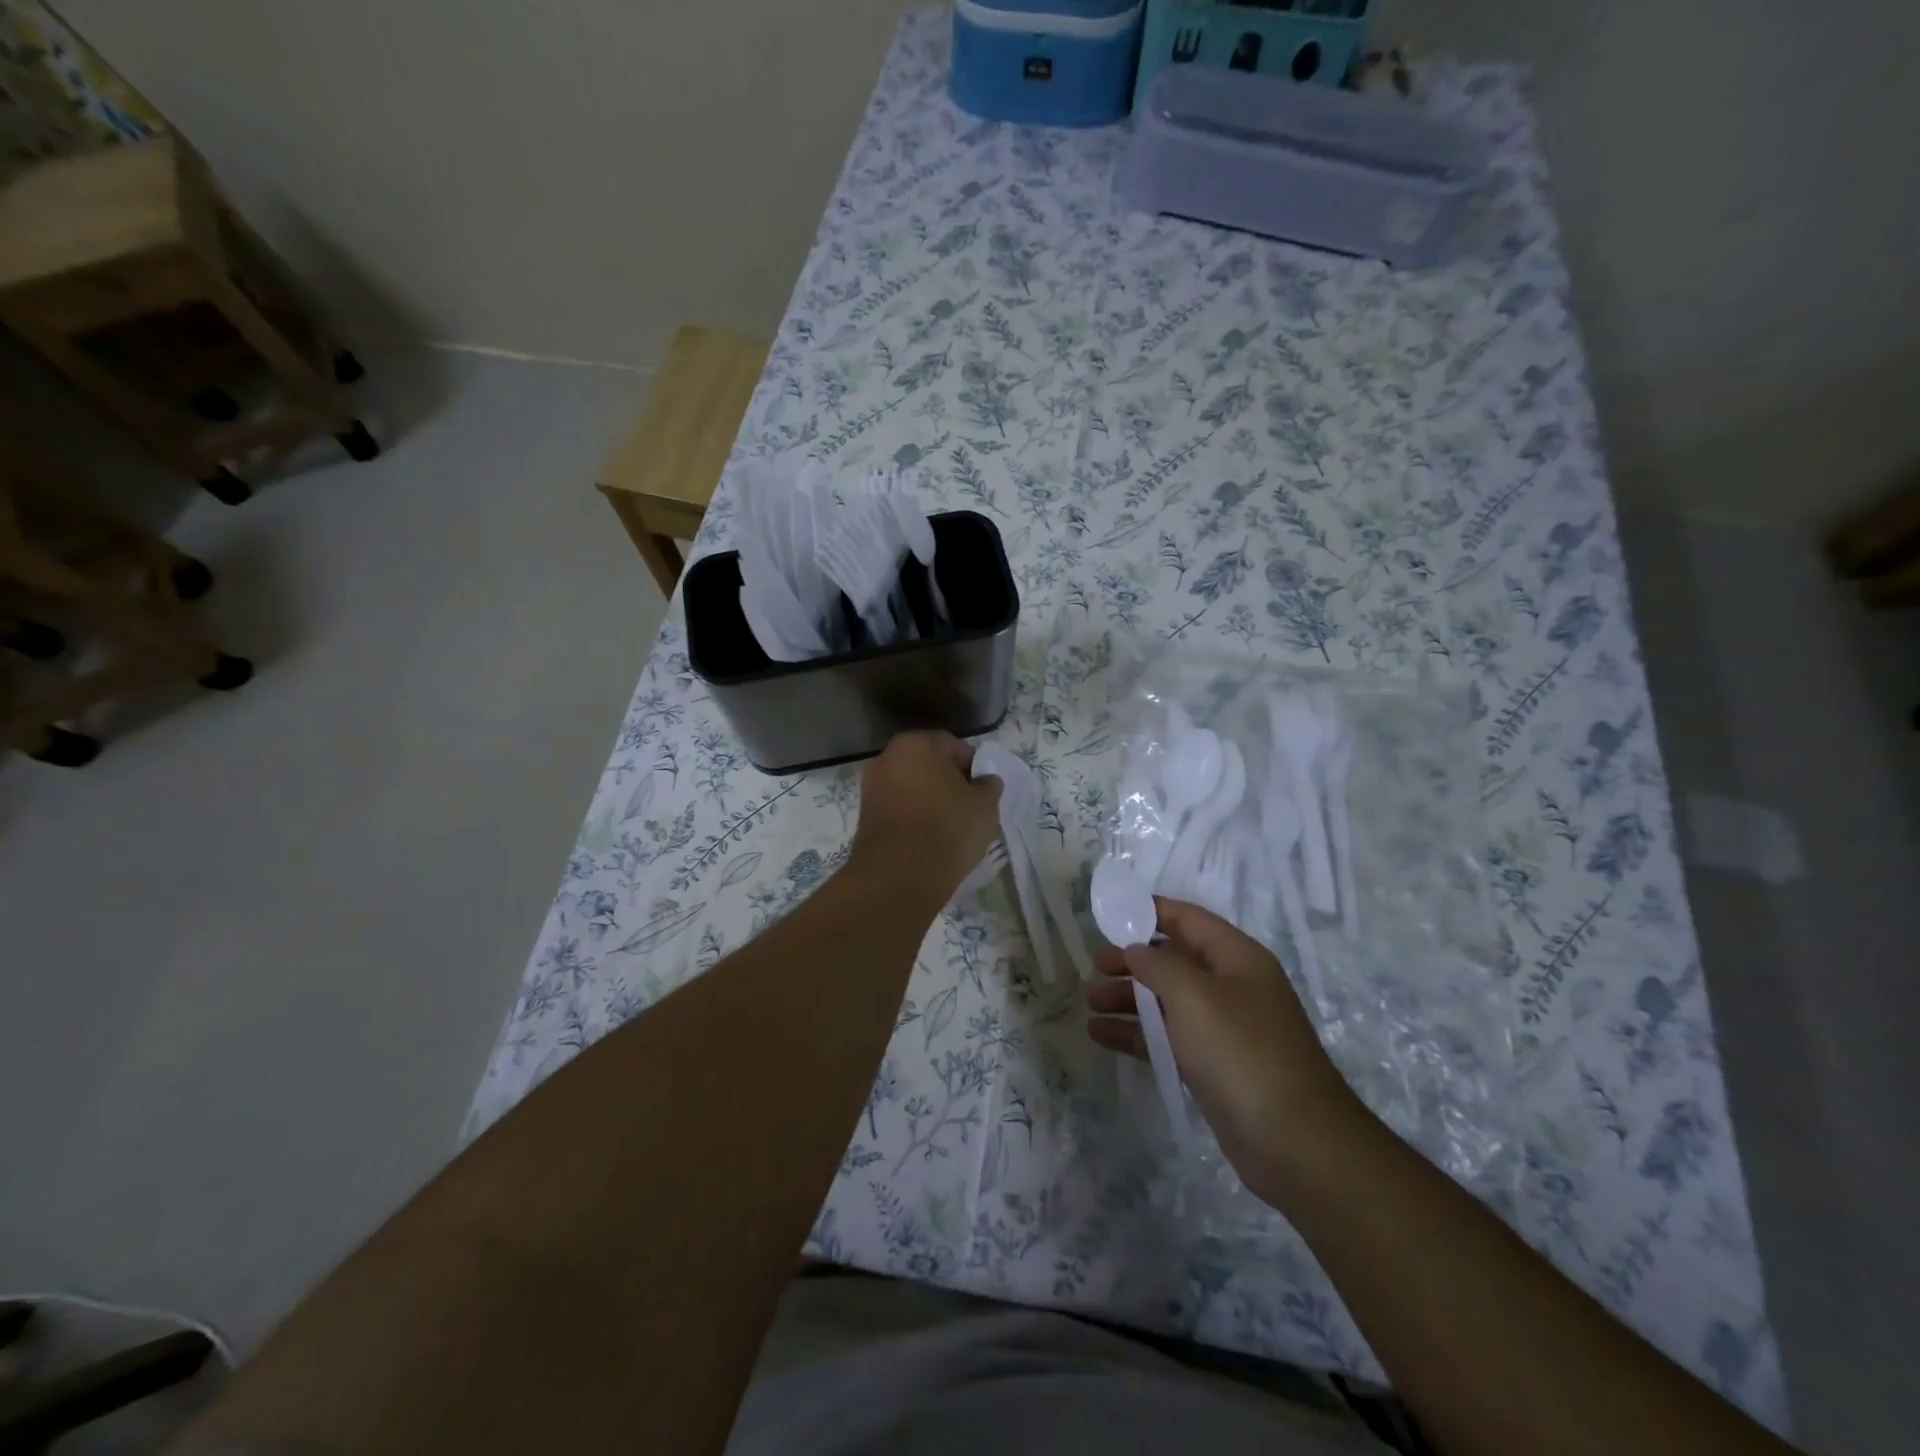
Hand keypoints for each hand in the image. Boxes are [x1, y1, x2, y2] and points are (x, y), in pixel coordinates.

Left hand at [850, 732, 1002, 898]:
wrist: (900, 874)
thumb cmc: (948, 827)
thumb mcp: (985, 805)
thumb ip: (989, 786)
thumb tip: (986, 781)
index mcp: (916, 743)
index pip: (954, 747)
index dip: (974, 768)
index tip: (984, 792)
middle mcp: (887, 757)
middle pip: (928, 766)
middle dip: (948, 783)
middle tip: (968, 808)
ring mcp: (871, 787)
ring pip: (911, 789)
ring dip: (929, 801)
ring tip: (949, 828)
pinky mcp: (864, 817)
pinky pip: (898, 810)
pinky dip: (912, 819)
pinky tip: (928, 840)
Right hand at [1086, 897, 1365, 1204]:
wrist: (1295, 1143)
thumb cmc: (1241, 1052)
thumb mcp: (1194, 996)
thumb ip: (1158, 964)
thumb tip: (1135, 949)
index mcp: (1236, 958)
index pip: (1188, 919)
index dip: (1150, 911)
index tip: (1110, 915)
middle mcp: (1231, 987)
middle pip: (1174, 960)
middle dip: (1133, 961)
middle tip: (1095, 966)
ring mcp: (1223, 1029)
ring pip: (1167, 1001)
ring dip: (1129, 999)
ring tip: (1090, 1003)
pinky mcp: (1212, 1067)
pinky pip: (1167, 1038)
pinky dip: (1136, 1034)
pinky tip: (1100, 1035)